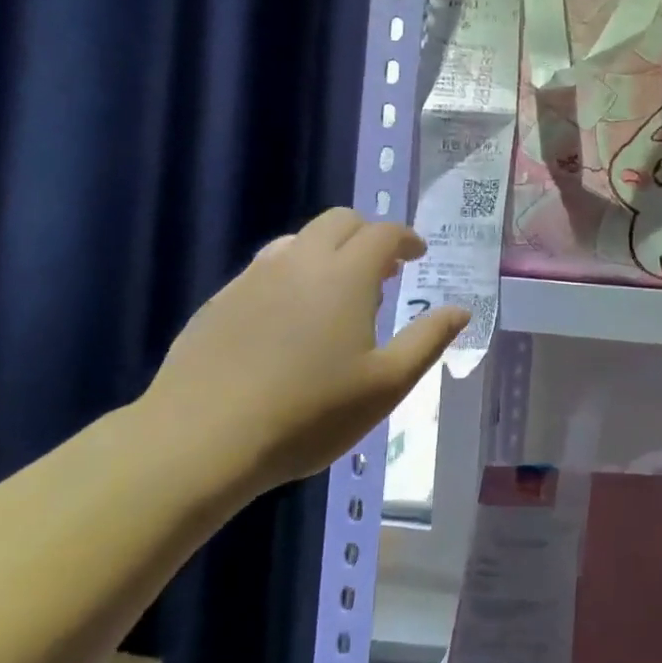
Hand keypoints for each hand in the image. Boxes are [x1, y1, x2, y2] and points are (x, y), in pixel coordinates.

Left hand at [140, 209, 466, 491]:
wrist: (200, 441)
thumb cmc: (309, 414)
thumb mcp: (386, 384)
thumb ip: (428, 340)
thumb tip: (461, 310)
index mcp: (345, 275)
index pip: (383, 232)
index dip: (406, 238)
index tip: (418, 255)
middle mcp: (299, 262)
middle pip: (339, 221)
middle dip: (368, 235)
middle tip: (384, 271)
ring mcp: (253, 279)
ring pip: (298, 240)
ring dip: (328, 251)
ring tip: (338, 291)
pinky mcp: (220, 302)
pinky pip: (265, 269)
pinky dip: (291, 274)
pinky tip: (289, 318)